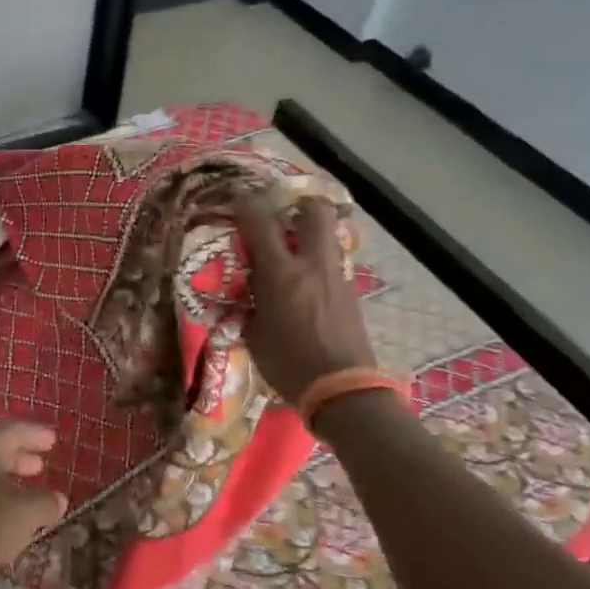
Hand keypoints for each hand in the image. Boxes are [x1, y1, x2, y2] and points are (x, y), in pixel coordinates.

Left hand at [0, 423, 69, 588]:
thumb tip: (59, 498)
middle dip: (21, 457)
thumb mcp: (24, 513)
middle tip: (42, 464)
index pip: (13, 430)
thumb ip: (45, 503)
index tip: (53, 440)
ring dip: (9, 481)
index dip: (35, 434)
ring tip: (29, 493)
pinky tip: (8, 522)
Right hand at [236, 195, 378, 400]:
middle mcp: (312, 265)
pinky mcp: (351, 293)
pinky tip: (308, 283)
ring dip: (312, 234)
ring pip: (329, 236)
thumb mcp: (254, 334)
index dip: (247, 203)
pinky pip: (334, 263)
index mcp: (281, 273)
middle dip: (299, 205)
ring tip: (295, 249)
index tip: (238, 198)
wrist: (343, 390)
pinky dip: (320, 262)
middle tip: (282, 216)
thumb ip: (250, 304)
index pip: (260, 222)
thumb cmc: (289, 364)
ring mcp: (336, 276)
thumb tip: (248, 293)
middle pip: (315, 211)